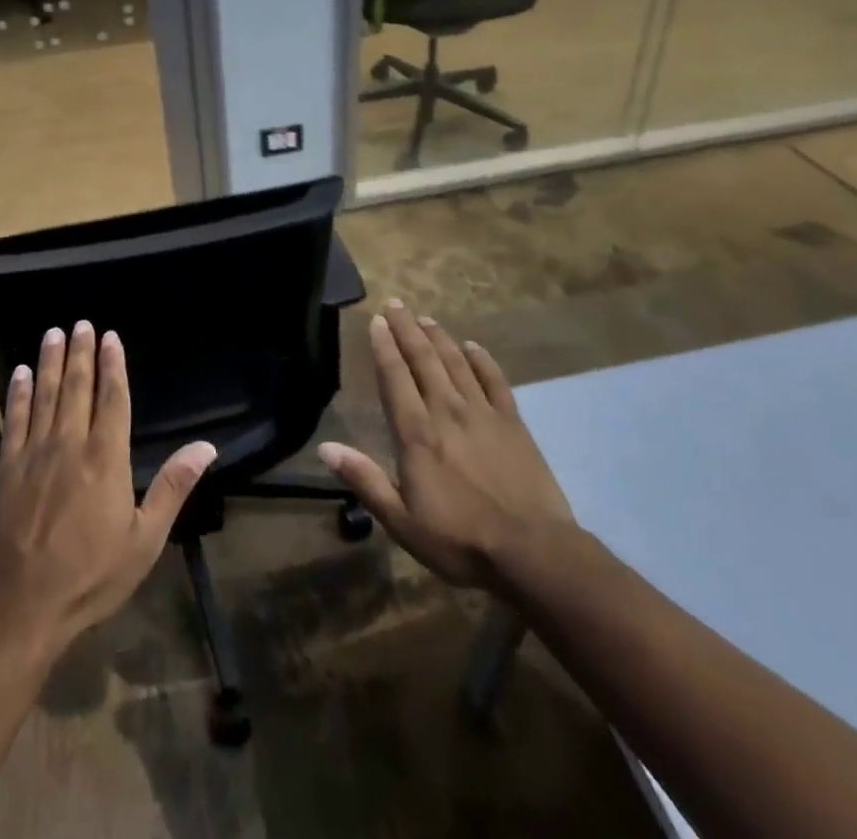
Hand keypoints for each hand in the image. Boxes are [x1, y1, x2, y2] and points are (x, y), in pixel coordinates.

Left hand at [0, 321, 215, 655]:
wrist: (20, 607)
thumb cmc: (90, 576)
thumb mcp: (144, 539)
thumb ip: (173, 487)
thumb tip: (206, 446)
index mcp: (106, 458)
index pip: (112, 398)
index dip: (112, 365)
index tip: (110, 337)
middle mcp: (69, 445)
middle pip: (76, 387)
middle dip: (80, 353)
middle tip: (81, 323)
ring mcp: (33, 454)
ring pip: (44, 395)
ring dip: (50, 361)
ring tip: (53, 333)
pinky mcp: (5, 468)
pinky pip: (14, 419)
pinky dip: (18, 392)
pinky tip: (20, 372)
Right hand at [319, 301, 574, 590]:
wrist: (531, 552)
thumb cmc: (459, 540)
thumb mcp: (401, 520)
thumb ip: (364, 479)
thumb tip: (325, 447)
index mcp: (416, 433)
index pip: (395, 378)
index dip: (384, 347)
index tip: (377, 321)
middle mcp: (446, 411)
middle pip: (424, 360)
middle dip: (408, 330)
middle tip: (396, 304)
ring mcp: (483, 413)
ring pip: (456, 363)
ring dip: (439, 338)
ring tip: (426, 318)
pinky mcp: (513, 423)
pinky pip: (495, 381)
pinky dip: (483, 360)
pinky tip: (473, 346)